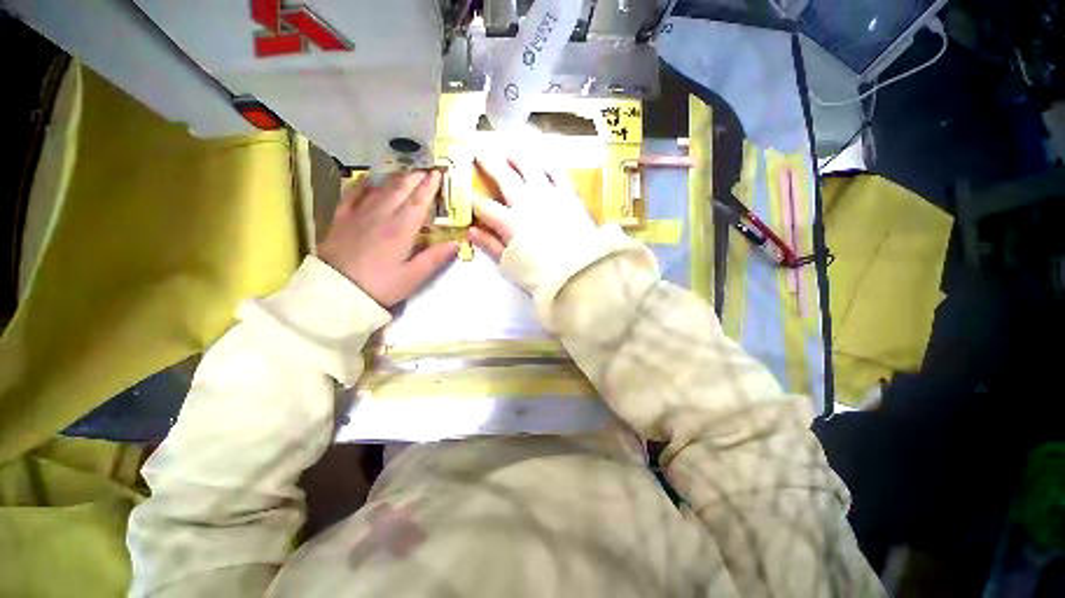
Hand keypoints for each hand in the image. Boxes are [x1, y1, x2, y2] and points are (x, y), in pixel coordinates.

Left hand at [318, 171, 457, 306]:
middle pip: (400, 189)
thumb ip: (435, 258)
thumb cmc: (380, 286)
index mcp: (401, 229)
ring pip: (380, 188)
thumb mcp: (413, 277)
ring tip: (406, 172)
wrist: (335, 292)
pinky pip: (353, 193)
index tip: (439, 173)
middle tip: (426, 170)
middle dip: (415, 177)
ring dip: (395, 177)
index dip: (430, 186)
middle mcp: (381, 214)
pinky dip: (364, 184)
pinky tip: (369, 180)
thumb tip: (457, 242)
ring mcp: (359, 214)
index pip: (419, 201)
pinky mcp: (341, 218)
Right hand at [468, 153, 595, 260]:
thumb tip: (471, 230)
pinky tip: (543, 158)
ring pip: (530, 168)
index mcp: (510, 223)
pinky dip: (548, 163)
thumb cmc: (542, 274)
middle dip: (489, 164)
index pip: (485, 207)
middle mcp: (527, 203)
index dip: (473, 200)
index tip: (467, 195)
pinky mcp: (569, 196)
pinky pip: (557, 173)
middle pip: (504, 178)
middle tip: (480, 151)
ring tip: (510, 150)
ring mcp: (549, 196)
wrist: (580, 272)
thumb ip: (490, 246)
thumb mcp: (511, 265)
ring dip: (518, 158)